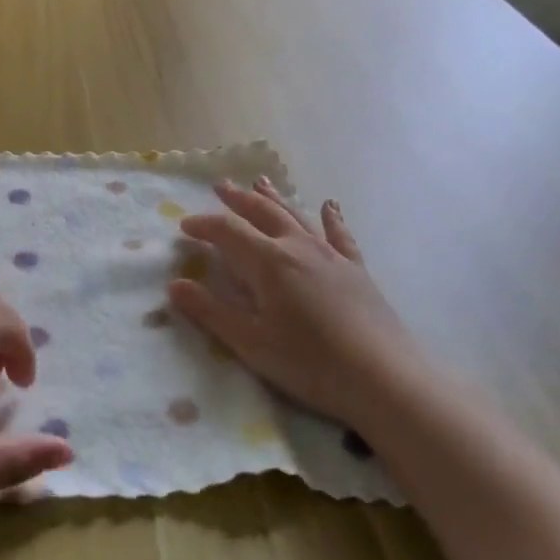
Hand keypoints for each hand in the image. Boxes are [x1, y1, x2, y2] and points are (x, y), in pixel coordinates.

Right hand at [167, 180, 420, 430]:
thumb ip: (211, 312)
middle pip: (263, 213)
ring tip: (260, 182)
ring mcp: (331, 256)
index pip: (228, 231)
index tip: (184, 226)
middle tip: (221, 185)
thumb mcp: (251, 343)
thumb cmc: (310, 363)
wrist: (384, 378)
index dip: (204, 225)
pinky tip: (329, 206)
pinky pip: (339, 234)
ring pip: (297, 216)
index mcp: (268, 262)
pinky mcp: (356, 270)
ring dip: (275, 198)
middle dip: (238, 199)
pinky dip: (331, 218)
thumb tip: (174, 285)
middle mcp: (298, 247)